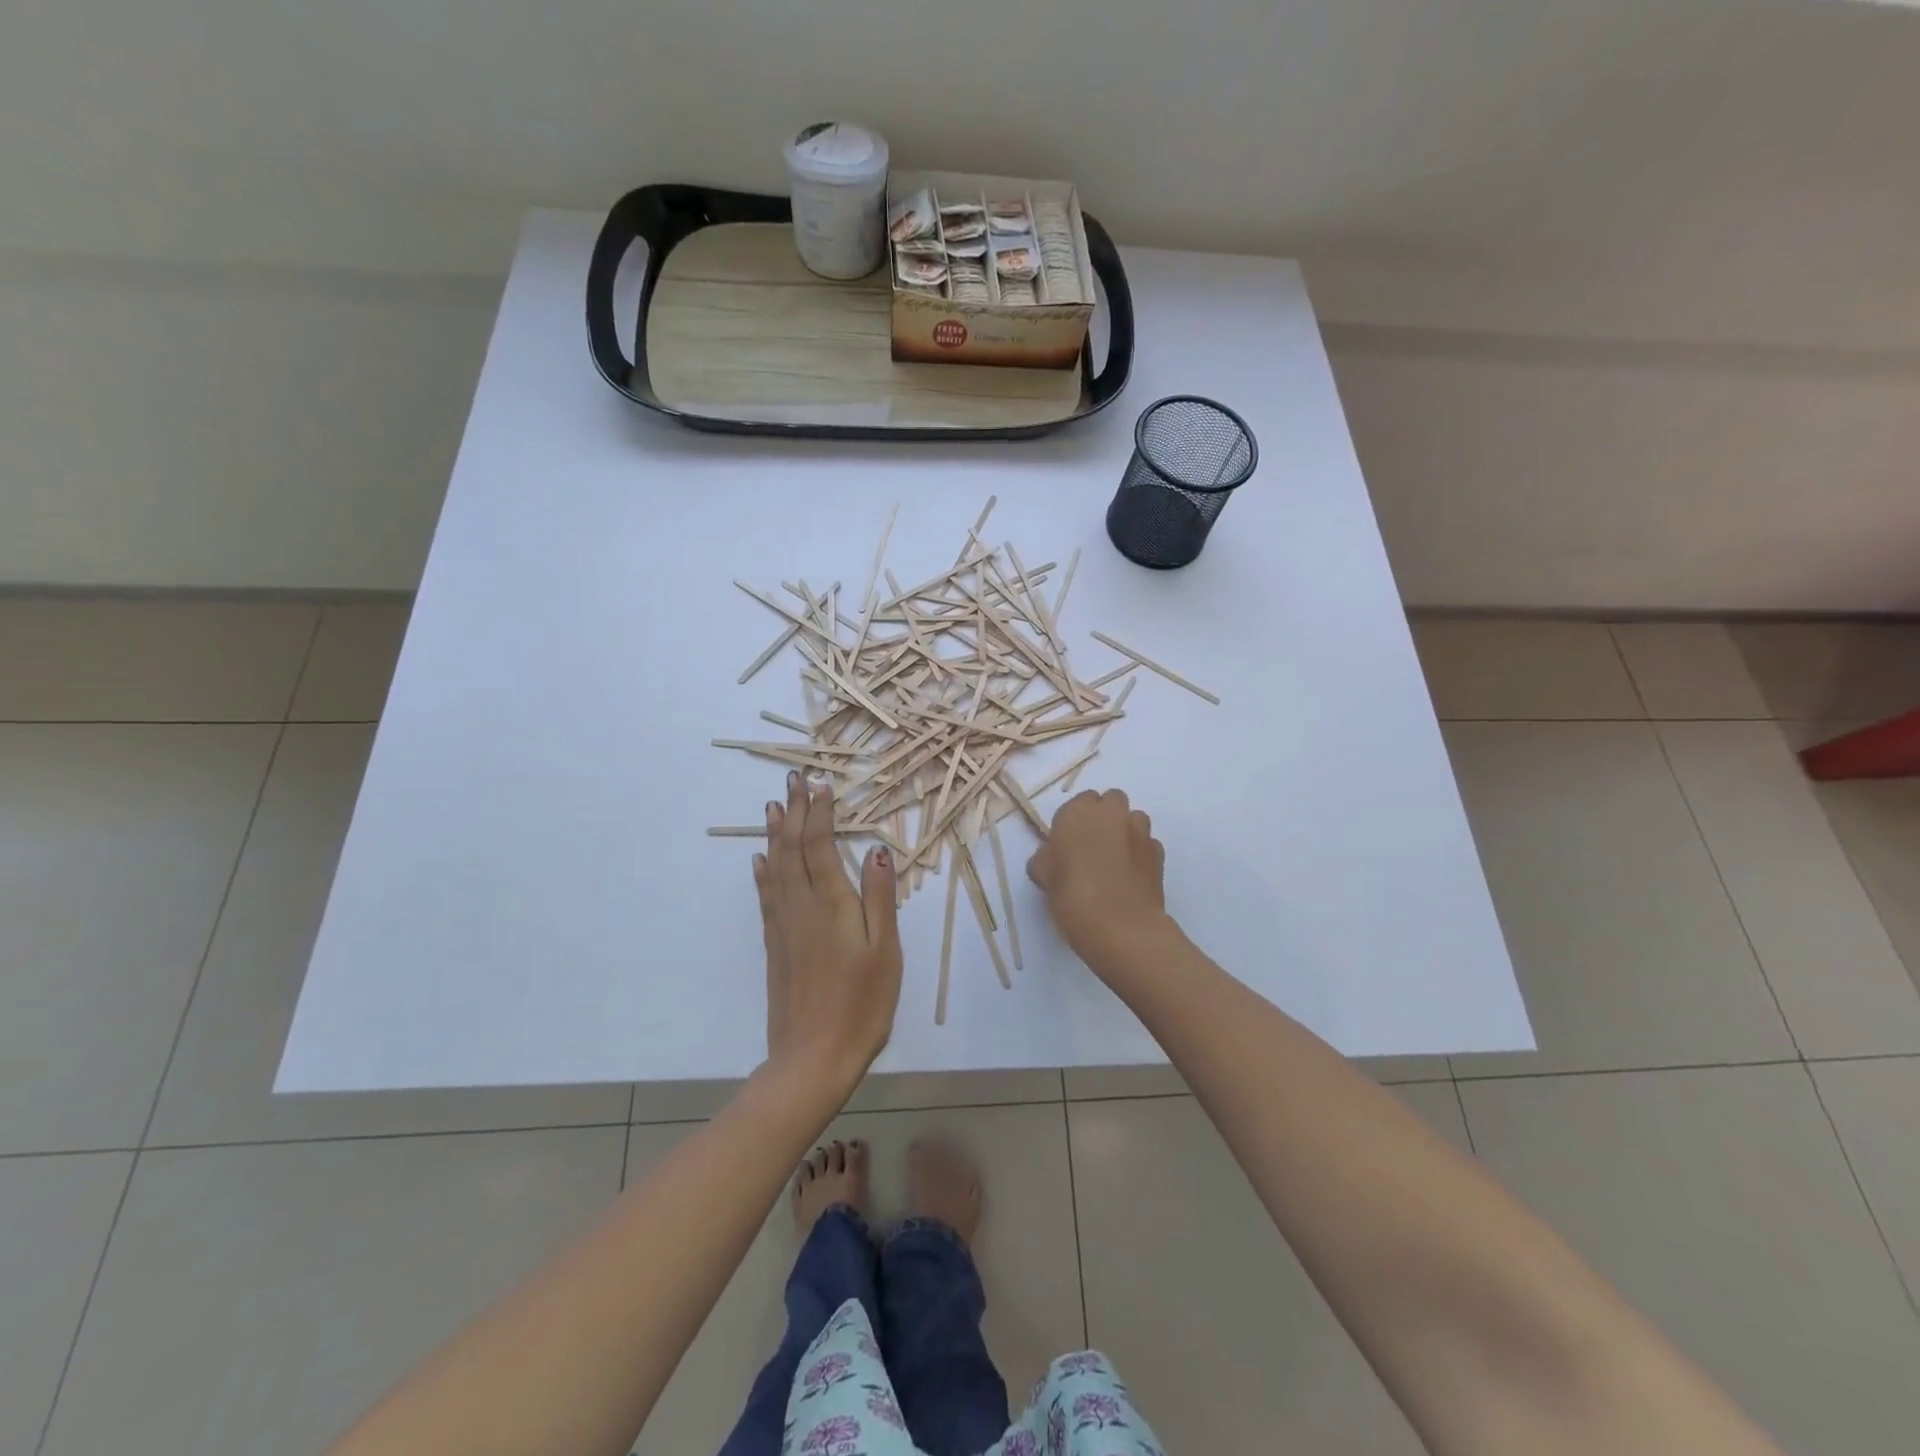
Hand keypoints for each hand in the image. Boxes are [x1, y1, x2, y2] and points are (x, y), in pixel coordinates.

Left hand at [755, 771, 902, 1095]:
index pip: (820, 845)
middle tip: (793, 780)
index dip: (820, 813)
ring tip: (774, 807)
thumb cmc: (862, 1004)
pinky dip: (763, 872)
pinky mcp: (774, 946)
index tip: (821, 784)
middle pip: (793, 849)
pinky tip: (760, 861)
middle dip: (795, 812)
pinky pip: (766, 896)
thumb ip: (881, 898)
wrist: (813, 1057)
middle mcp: (802, 906)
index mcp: (832, 904)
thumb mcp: (886, 951)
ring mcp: (783, 926)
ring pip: (775, 868)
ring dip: (775, 834)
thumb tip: (878, 850)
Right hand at [1027, 789, 1170, 968]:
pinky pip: (1147, 843)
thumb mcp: (1044, 878)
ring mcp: (1139, 831)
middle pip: (1110, 801)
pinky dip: (1139, 852)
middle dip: (1104, 817)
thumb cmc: (1073, 898)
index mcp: (1077, 813)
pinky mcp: (1158, 852)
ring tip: (1114, 861)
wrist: (1121, 928)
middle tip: (1092, 847)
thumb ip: (1046, 859)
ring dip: (1124, 830)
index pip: (1078, 802)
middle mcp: (1111, 813)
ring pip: (1133, 818)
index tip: (1069, 844)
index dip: (1075, 822)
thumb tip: (1052, 857)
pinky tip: (1130, 876)